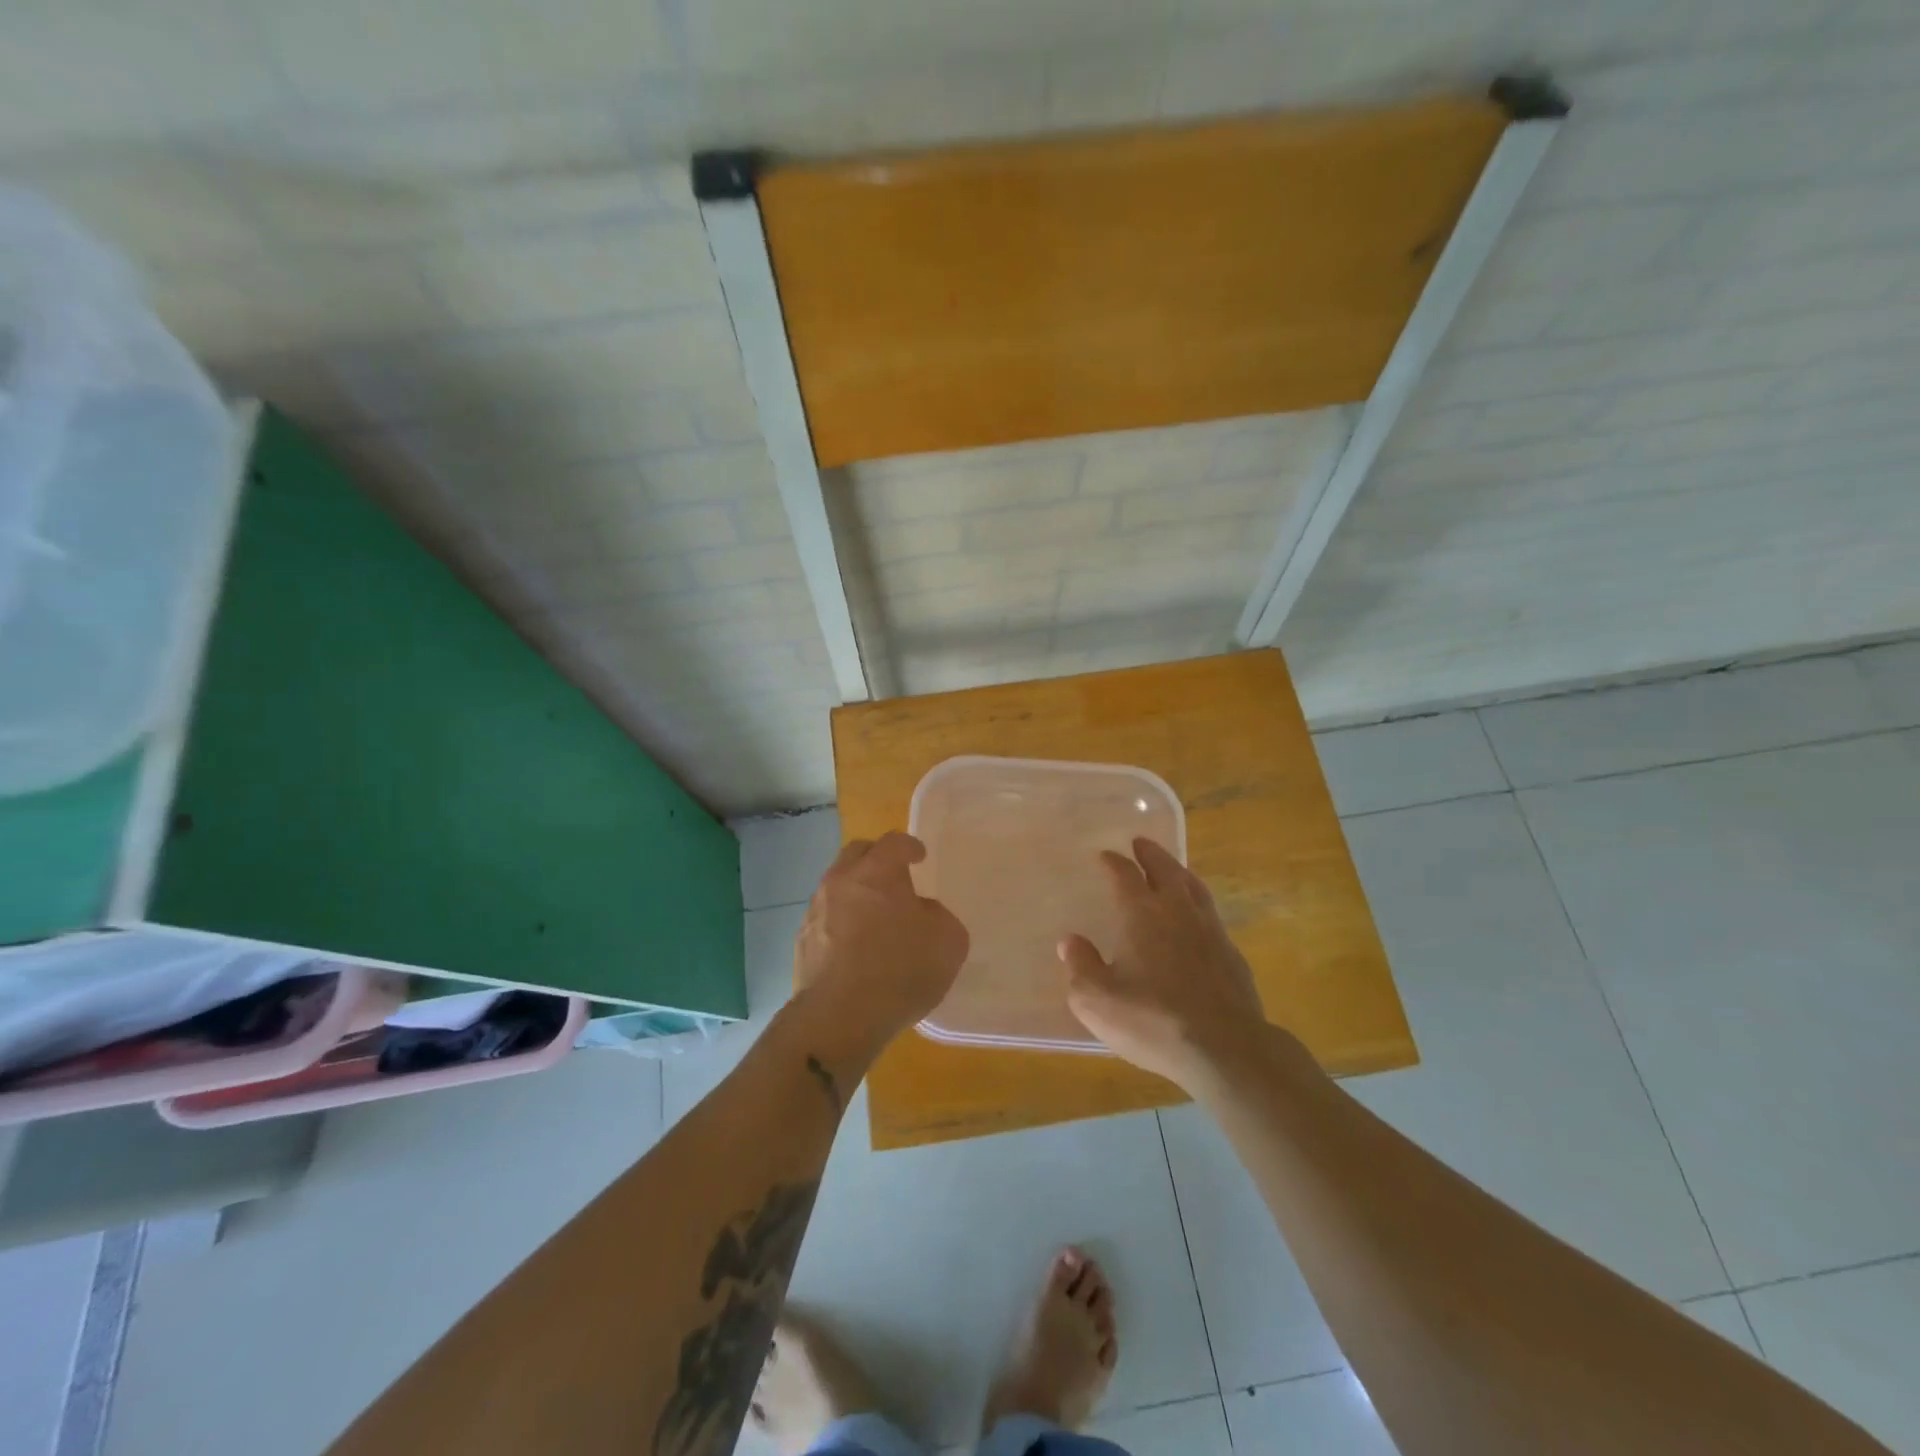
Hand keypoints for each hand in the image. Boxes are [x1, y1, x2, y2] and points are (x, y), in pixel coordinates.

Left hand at [793, 832, 969, 1053]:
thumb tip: (921, 913)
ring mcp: (815, 911)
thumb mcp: (948, 942)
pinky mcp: (801, 941)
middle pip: (857, 854)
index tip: (919, 857)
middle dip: (877, 859)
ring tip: (874, 918)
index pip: (894, 842)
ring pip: (836, 886)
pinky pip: (825, 919)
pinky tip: (854, 948)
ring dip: (855, 893)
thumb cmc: (900, 970)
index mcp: (878, 872)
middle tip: (894, 879)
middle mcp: (841, 881)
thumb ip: (938, 916)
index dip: (910, 846)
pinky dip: (841, 923)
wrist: (839, 1017)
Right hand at [1060, 838, 1268, 1090]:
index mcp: (1142, 913)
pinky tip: (1197, 919)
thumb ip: (1081, 966)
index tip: (1105, 855)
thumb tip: (1071, 942)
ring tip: (1172, 869)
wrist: (1224, 1048)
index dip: (1113, 862)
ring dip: (1179, 872)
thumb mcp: (1097, 999)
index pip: (1125, 875)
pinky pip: (1211, 915)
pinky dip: (1198, 905)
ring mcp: (1210, 930)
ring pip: (1194, 887)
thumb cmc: (1151, 1019)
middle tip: (1141, 843)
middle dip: (1151, 854)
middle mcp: (1178, 910)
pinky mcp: (1232, 954)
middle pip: (1165, 869)